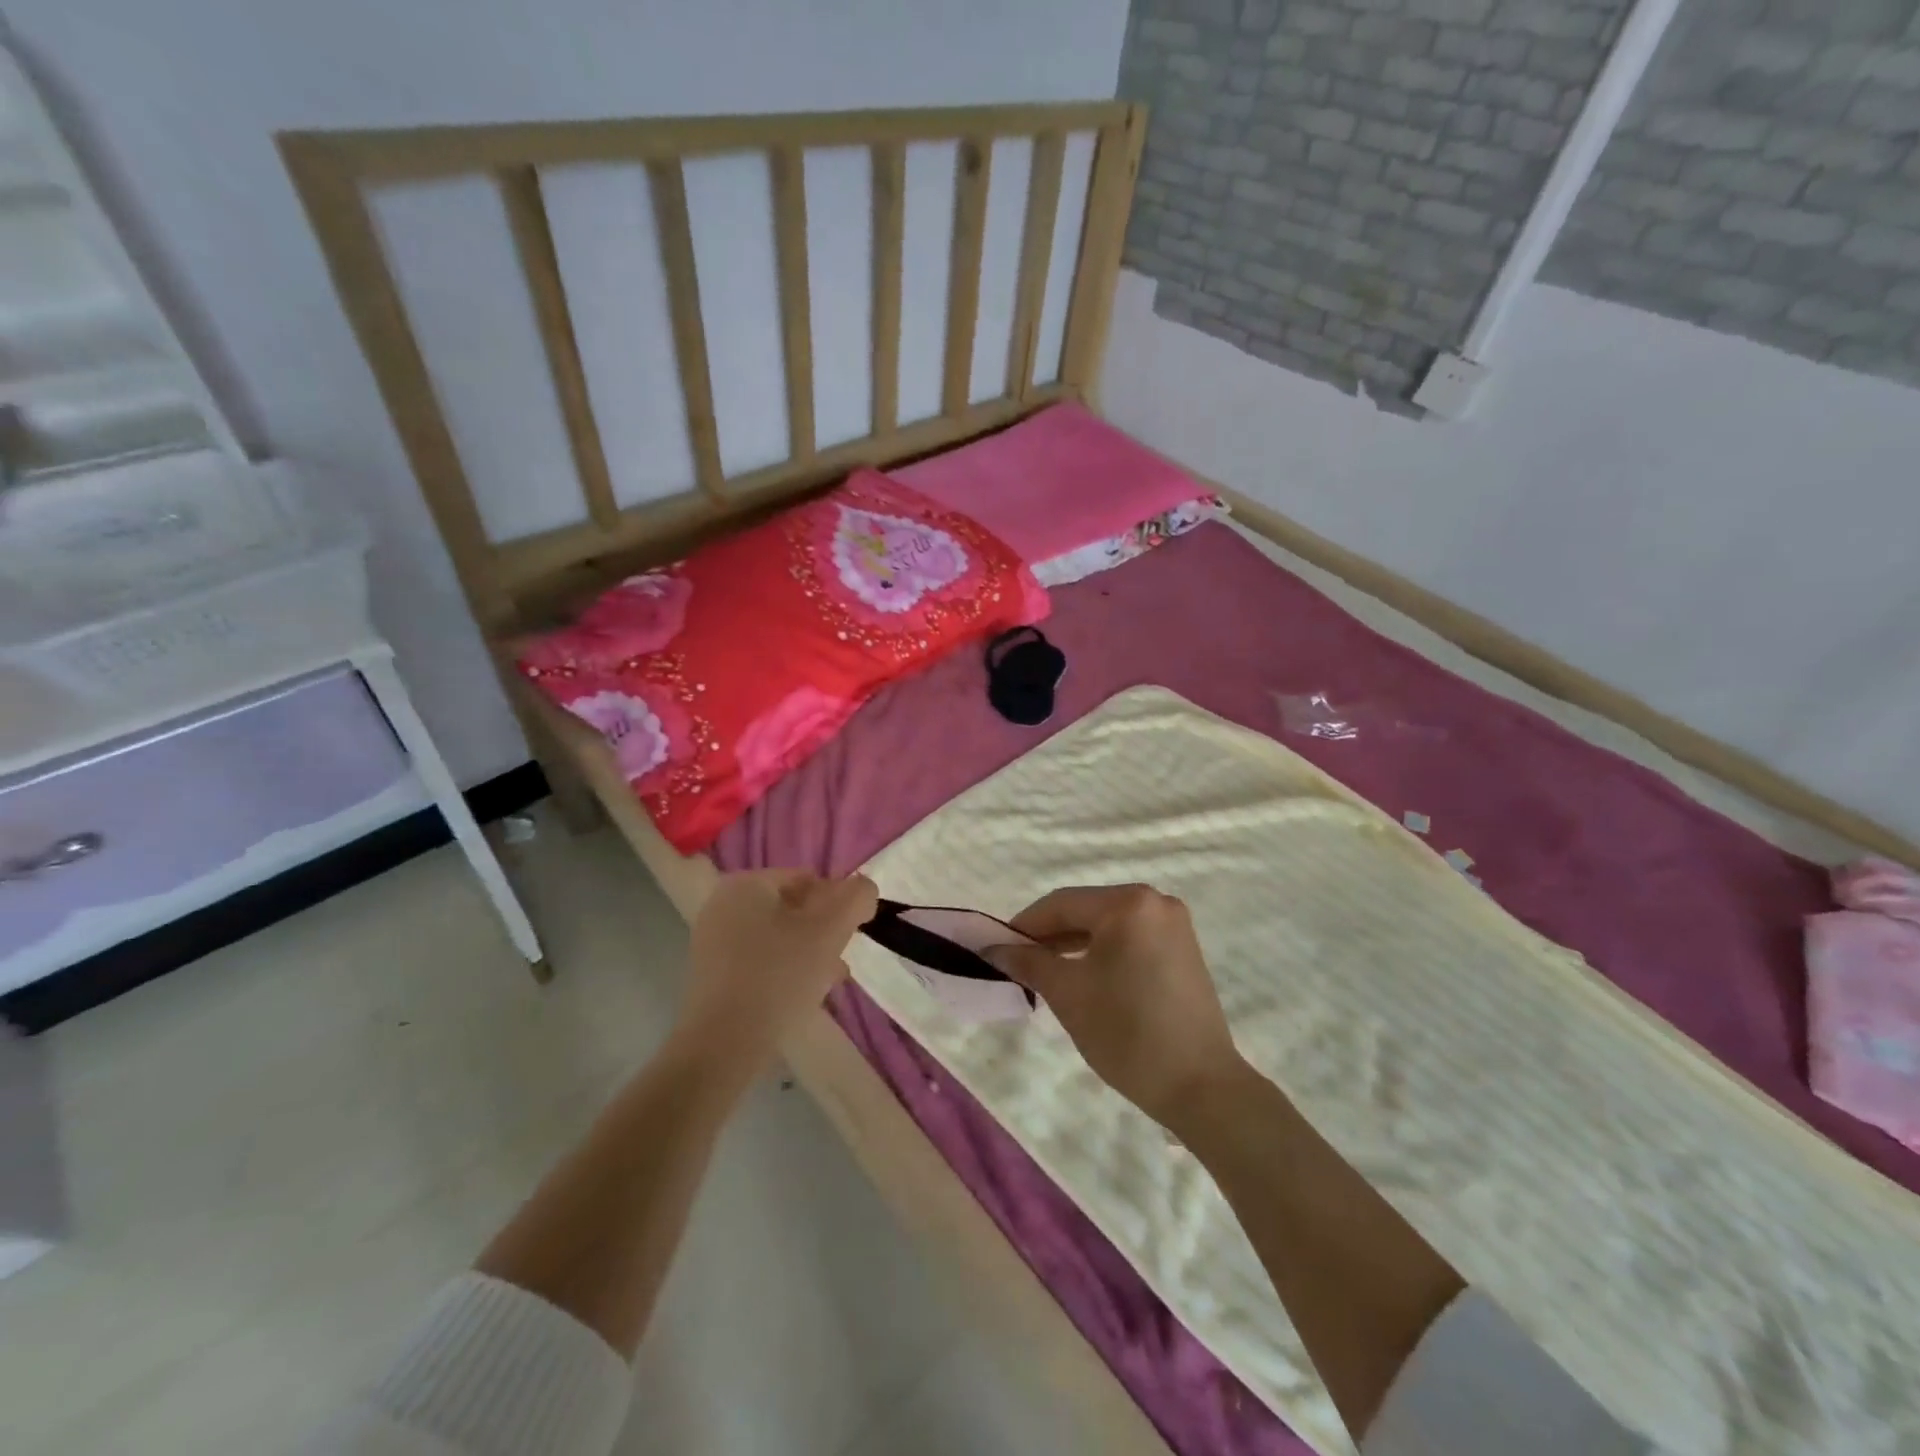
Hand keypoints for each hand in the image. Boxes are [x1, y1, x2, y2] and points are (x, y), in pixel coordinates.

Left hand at [677, 870, 877, 1071]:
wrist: (722, 1045)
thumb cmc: (779, 976)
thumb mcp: (830, 930)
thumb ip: (856, 898)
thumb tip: (864, 889)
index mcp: (746, 884)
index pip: (807, 879)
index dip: (837, 903)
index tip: (851, 934)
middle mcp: (723, 906)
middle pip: (792, 908)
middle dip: (823, 931)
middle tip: (842, 959)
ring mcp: (713, 942)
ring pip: (778, 937)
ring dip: (809, 952)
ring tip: (830, 980)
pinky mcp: (712, 977)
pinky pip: (760, 962)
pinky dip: (785, 971)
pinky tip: (804, 996)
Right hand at [990, 884, 1243, 1128]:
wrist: (1201, 1087)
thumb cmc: (1127, 1032)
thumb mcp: (1068, 993)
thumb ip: (1028, 962)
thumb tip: (994, 948)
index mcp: (1128, 903)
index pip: (1061, 903)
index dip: (1024, 925)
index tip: (997, 949)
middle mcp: (1156, 902)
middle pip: (1086, 910)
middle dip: (1049, 935)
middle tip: (1018, 964)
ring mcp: (1174, 926)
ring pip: (1108, 926)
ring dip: (1074, 945)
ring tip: (1045, 973)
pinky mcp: (1183, 950)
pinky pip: (1130, 939)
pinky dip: (1102, 953)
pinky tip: (1084, 977)